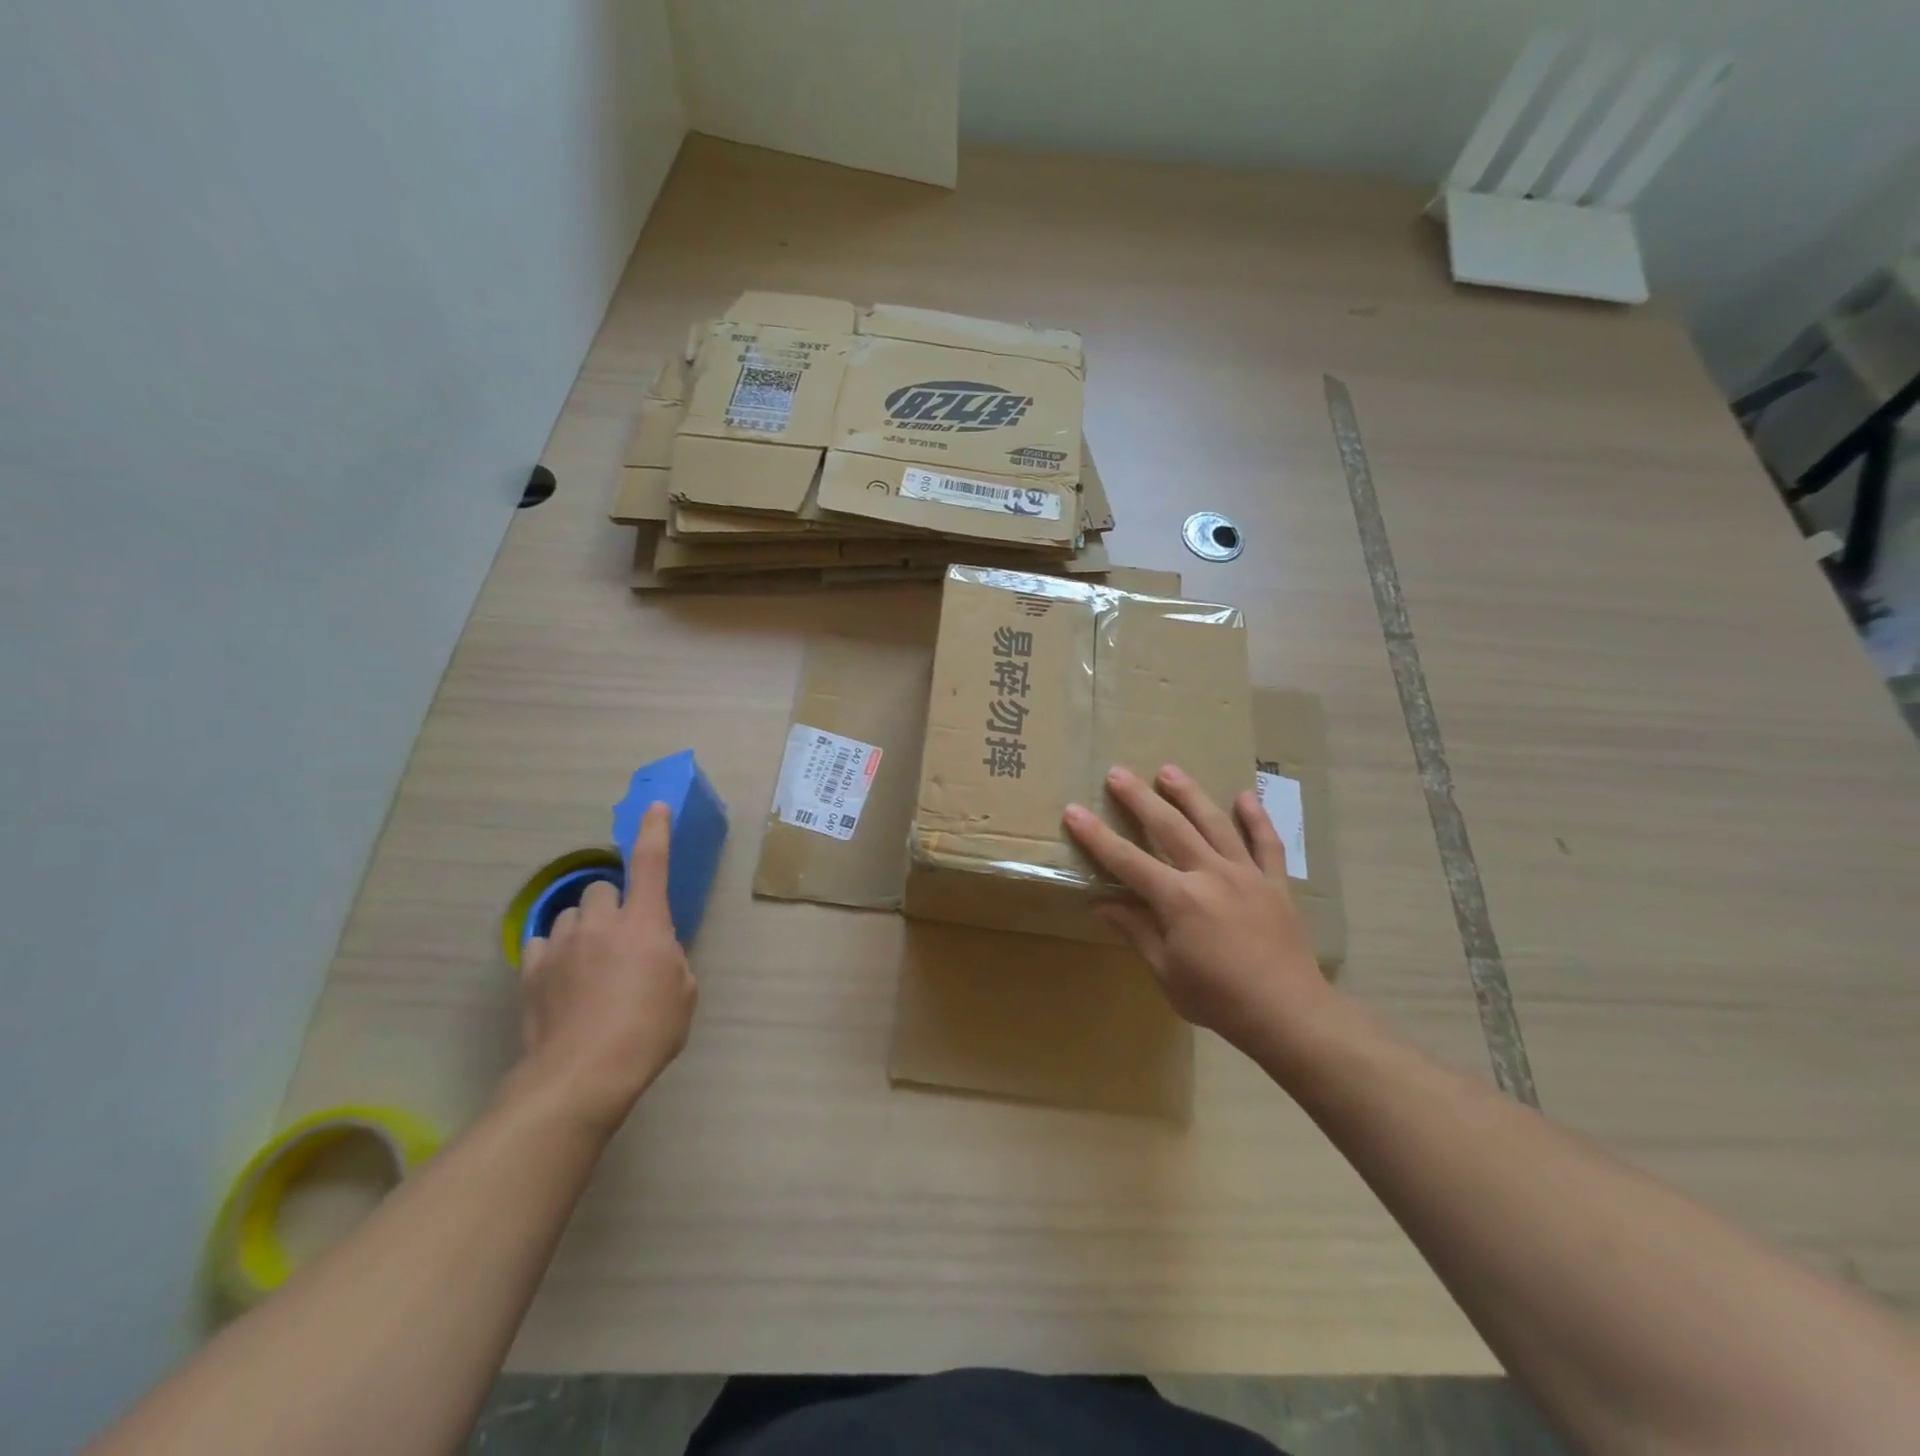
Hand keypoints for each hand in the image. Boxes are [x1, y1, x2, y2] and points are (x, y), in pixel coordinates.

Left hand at [513, 803, 695, 1131]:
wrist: (582, 1075)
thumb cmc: (648, 1031)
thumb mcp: (682, 992)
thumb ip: (669, 959)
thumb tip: (654, 953)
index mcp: (645, 922)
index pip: (651, 863)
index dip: (655, 831)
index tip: (655, 807)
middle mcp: (601, 922)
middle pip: (602, 888)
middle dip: (613, 903)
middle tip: (622, 935)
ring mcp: (561, 945)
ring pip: (571, 915)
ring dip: (584, 928)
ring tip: (589, 962)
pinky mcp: (531, 971)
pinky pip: (544, 944)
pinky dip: (556, 953)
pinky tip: (562, 979)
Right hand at [1064, 764, 1332, 1057]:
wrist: (1289, 1014)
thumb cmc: (1219, 999)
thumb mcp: (1166, 972)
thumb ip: (1136, 931)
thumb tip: (1103, 903)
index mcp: (1178, 899)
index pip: (1127, 860)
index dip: (1097, 837)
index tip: (1074, 811)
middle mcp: (1210, 874)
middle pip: (1169, 828)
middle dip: (1140, 799)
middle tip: (1118, 773)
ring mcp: (1246, 874)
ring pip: (1214, 824)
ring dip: (1189, 795)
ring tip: (1169, 770)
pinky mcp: (1275, 883)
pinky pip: (1267, 843)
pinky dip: (1257, 818)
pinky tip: (1244, 795)